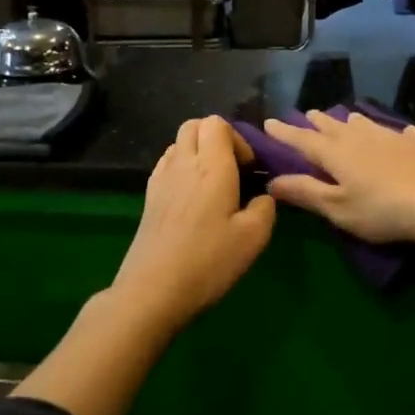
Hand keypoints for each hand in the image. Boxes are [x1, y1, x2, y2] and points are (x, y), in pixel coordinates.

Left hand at [111, 116, 276, 332]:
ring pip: (178, 144)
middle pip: (194, 126)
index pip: (217, 123)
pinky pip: (166, 165)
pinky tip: (192, 199)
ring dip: (197, 152)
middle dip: (216, 137)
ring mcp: (161, 179)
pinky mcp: (148, 198)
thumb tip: (263, 196)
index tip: (248, 168)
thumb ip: (266, 208)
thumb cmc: (208, 261)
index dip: (237, 138)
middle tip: (232, 169)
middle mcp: (183, 163)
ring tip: (213, 184)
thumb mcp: (253, 238)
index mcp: (212, 166)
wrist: (152, 291)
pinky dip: (182, 168)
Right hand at [262, 111, 414, 244]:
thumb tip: (272, 181)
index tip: (269, 122)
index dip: (285, 133)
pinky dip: (401, 133)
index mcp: (337, 153)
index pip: (304, 140)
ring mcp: (394, 136)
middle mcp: (362, 137)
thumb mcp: (337, 208)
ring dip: (354, 122)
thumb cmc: (381, 210)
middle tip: (309, 114)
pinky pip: (408, 133)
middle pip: (334, 127)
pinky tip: (407, 134)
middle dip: (319, 122)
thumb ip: (305, 192)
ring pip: (367, 124)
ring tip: (349, 119)